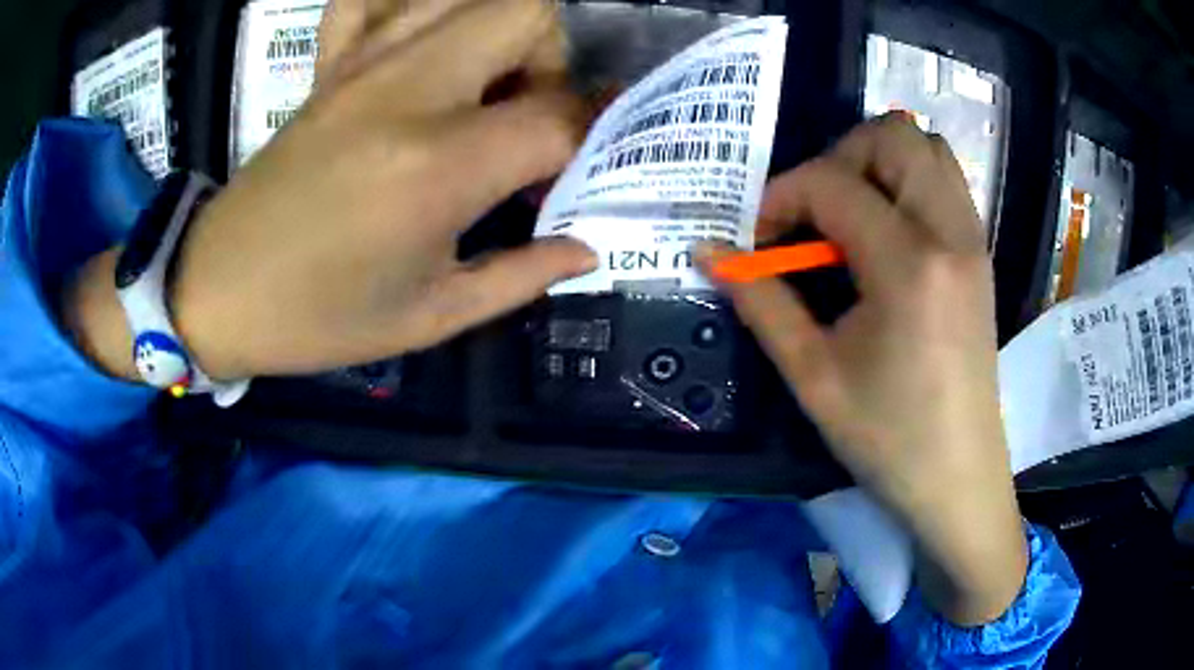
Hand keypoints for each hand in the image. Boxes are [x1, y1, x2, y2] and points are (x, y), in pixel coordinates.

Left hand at [64, 0, 596, 381]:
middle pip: (527, 13)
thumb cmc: (319, 317)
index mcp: (438, 166)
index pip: (559, 115)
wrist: (216, 289)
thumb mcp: (431, 316)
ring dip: (501, 30)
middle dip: (553, 59)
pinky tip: (423, 48)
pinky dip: (414, 4)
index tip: (587, 165)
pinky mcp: (331, 63)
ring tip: (486, 87)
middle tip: (531, 118)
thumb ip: (523, 274)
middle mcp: (408, 89)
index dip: (595, 135)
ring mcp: (363, 64)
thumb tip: (586, 247)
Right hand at [701, 115, 1026, 625]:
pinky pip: (946, 180)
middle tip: (816, 212)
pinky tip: (886, 234)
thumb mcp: (813, 377)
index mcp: (909, 265)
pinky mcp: (979, 254)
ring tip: (852, 214)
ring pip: (928, 147)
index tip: (761, 240)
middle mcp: (950, 233)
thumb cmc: (888, 439)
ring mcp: (973, 240)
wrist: (959, 478)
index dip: (783, 197)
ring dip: (879, 162)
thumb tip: (707, 251)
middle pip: (894, 134)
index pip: (834, 183)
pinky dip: (909, 181)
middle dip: (839, 157)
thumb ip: (761, 301)